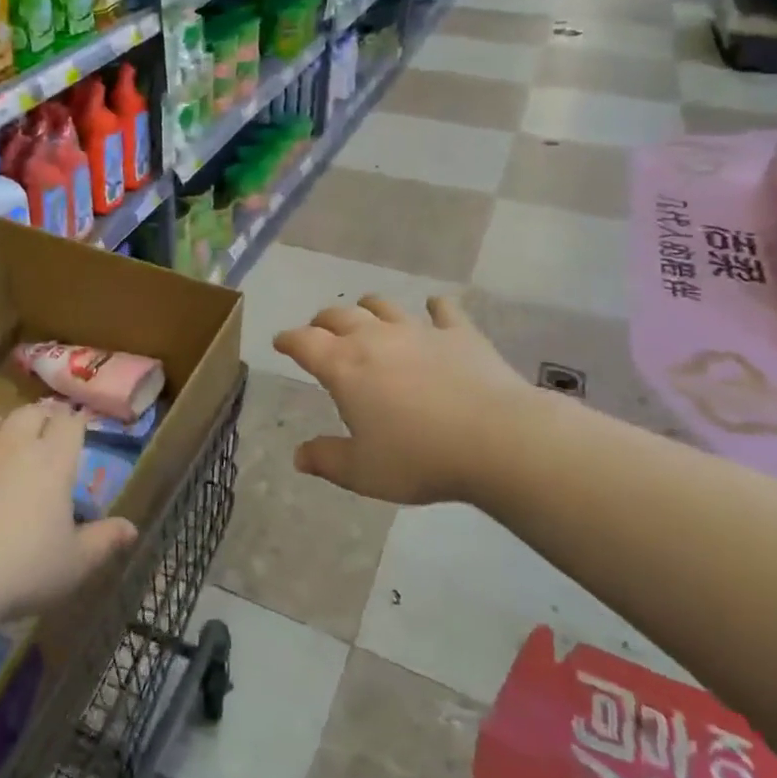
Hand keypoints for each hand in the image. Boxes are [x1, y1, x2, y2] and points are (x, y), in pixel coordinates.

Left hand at [0, 404, 137, 620]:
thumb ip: (104, 541)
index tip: (76, 431)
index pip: (70, 423)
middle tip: (43, 436)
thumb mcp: (74, 564)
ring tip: (1, 441)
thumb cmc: (21, 569)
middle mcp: (14, 443)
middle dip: (40, 419)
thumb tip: (131, 528)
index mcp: (53, 461)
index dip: (75, 424)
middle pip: (31, 412)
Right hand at [273, 296, 542, 505]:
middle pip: (338, 316)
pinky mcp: (459, 333)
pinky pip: (442, 309)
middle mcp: (374, 338)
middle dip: (322, 322)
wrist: (497, 439)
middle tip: (318, 331)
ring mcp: (418, 330)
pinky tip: (434, 308)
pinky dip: (434, 307)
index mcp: (344, 366)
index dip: (288, 340)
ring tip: (364, 313)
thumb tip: (298, 456)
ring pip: (383, 305)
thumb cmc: (419, 458)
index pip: (304, 342)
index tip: (280, 342)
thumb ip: (326, 460)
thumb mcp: (362, 472)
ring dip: (367, 307)